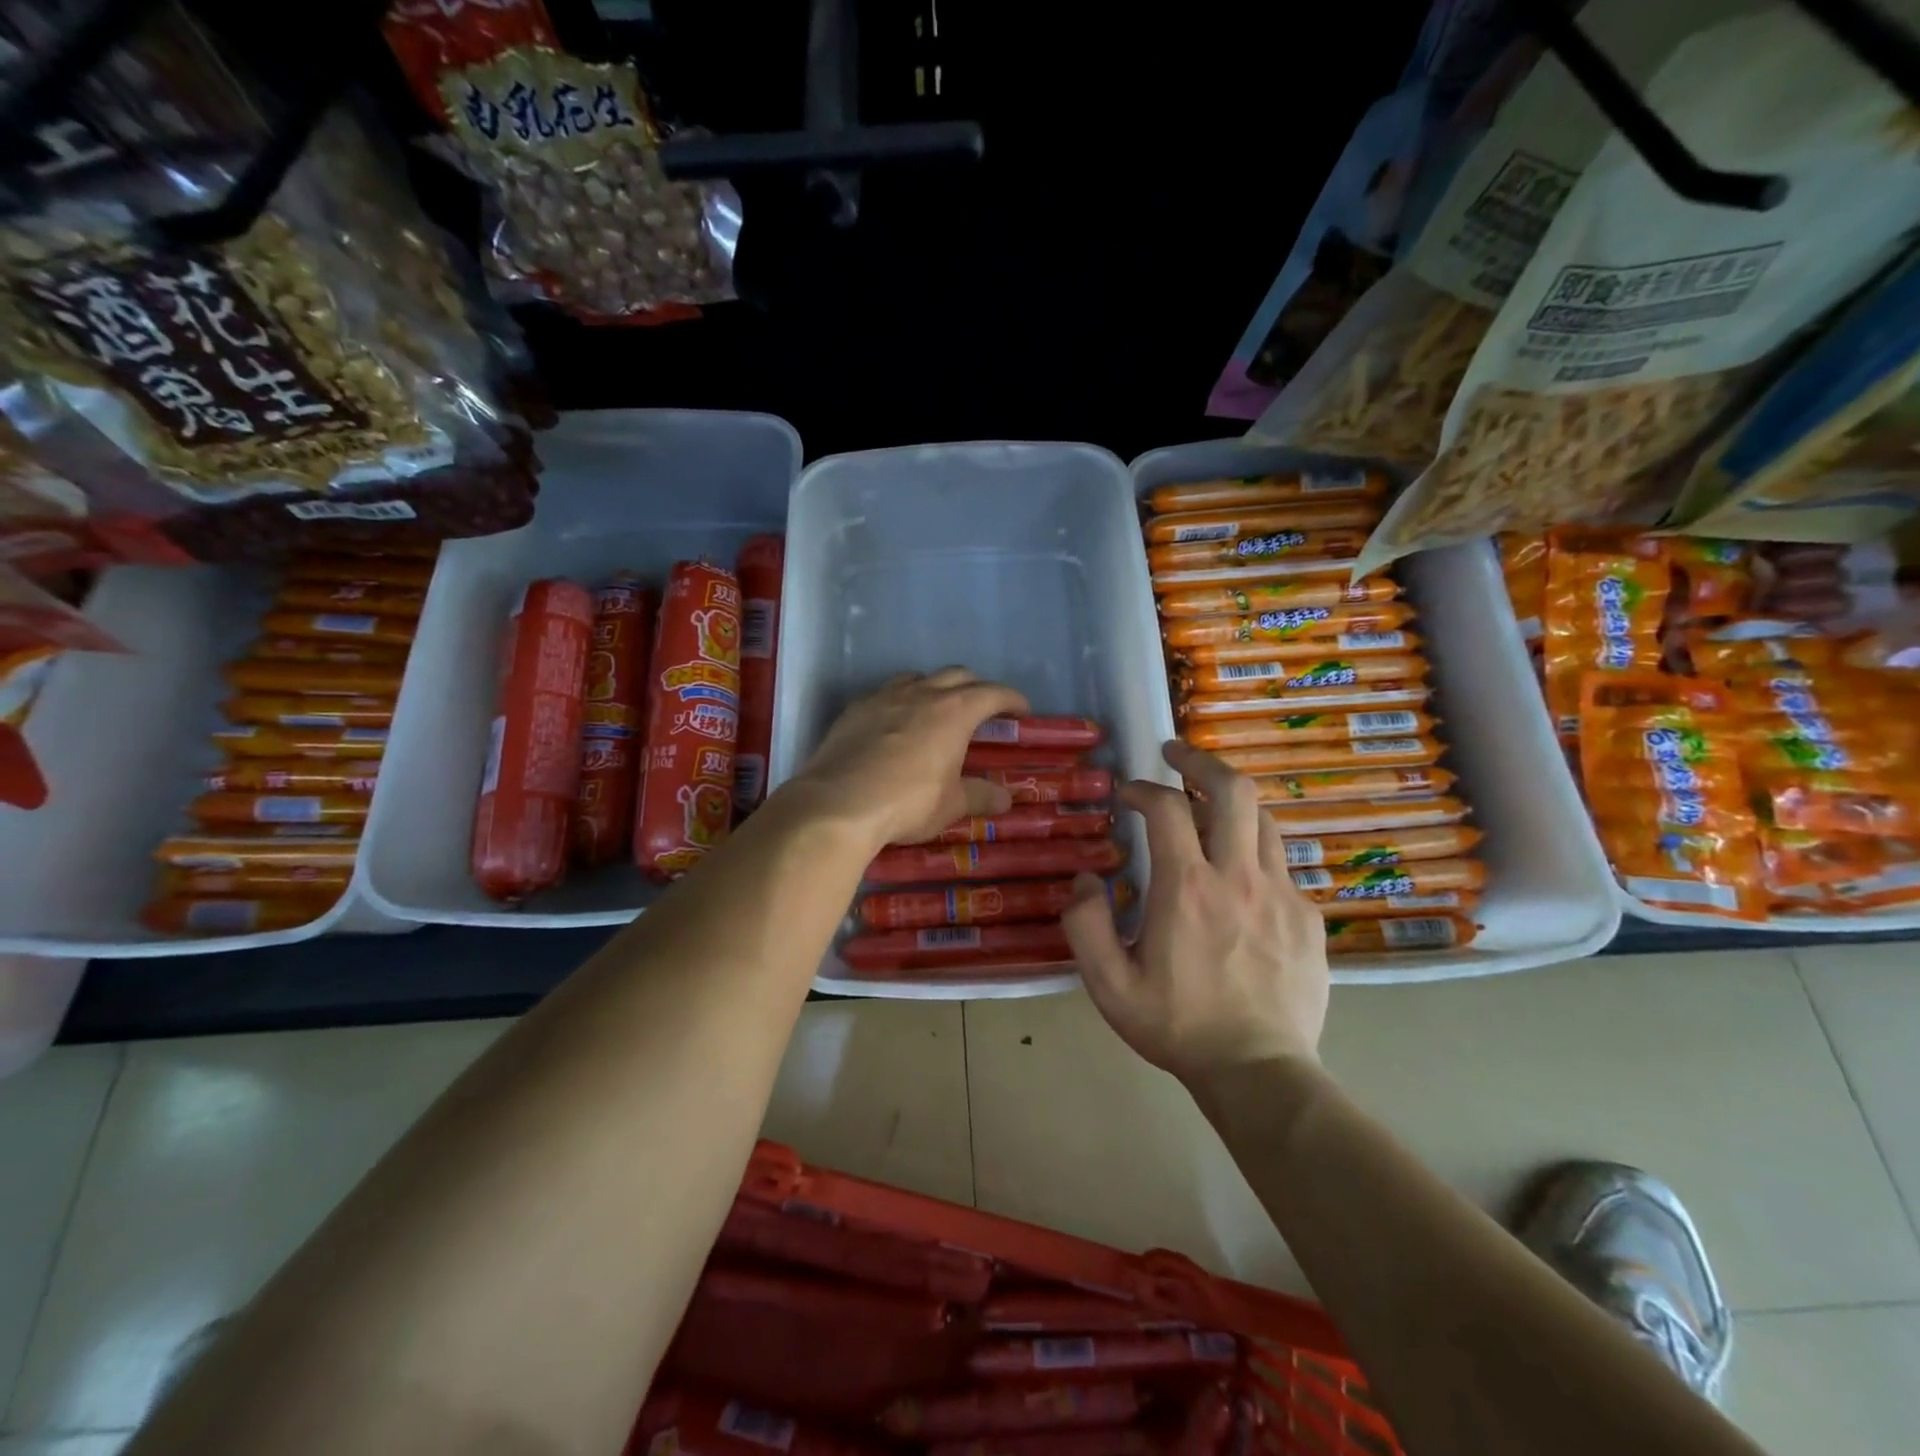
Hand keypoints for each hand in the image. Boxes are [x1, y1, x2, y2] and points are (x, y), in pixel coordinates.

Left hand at [792, 668, 1030, 848]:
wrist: (839, 803)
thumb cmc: (908, 802)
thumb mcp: (950, 805)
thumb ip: (979, 796)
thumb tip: (1005, 798)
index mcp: (955, 711)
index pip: (993, 693)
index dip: (1012, 699)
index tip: (1022, 712)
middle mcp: (922, 693)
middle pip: (958, 675)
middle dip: (976, 688)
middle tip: (983, 711)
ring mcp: (885, 696)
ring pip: (918, 678)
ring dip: (935, 688)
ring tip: (937, 710)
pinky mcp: (855, 708)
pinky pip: (885, 693)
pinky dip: (900, 701)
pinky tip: (895, 724)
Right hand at [1064, 739, 1328, 1083]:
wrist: (1259, 1073)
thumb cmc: (1178, 1027)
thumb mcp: (1109, 985)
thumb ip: (1085, 924)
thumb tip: (1086, 878)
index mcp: (1186, 888)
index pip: (1166, 809)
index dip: (1143, 789)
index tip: (1128, 794)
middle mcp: (1238, 876)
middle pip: (1232, 790)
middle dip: (1200, 761)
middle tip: (1176, 754)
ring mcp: (1281, 893)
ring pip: (1263, 818)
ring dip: (1231, 801)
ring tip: (1208, 804)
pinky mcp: (1308, 915)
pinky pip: (1281, 862)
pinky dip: (1254, 848)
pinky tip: (1239, 872)